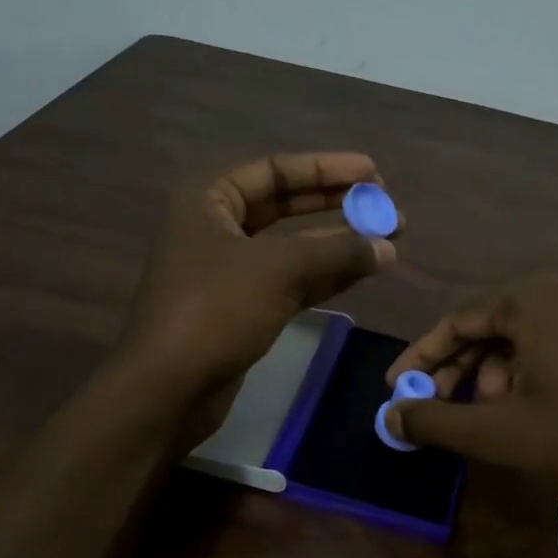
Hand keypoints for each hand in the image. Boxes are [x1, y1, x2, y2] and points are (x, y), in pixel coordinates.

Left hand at [119, 152, 395, 436]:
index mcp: (208, 199)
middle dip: (336, 206)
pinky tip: (362, 272)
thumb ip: (336, 251)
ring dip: (337, 244)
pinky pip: (290, 282)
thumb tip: (388, 245)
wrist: (169, 388)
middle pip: (285, 206)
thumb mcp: (278, 269)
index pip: (275, 170)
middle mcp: (216, 227)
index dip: (327, 169)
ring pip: (291, 248)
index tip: (373, 173)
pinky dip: (325, 276)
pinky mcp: (242, 309)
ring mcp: (229, 271)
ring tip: (387, 240)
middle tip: (384, 206)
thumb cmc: (215, 311)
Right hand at [384, 273, 557, 522]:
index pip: (457, 321)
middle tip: (441, 413)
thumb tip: (391, 414)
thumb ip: (437, 420)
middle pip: (491, 327)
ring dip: (496, 378)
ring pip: (525, 338)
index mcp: (534, 297)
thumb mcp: (501, 433)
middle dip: (461, 373)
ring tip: (492, 422)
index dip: (421, 360)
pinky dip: (532, 374)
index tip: (396, 390)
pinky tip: (530, 412)